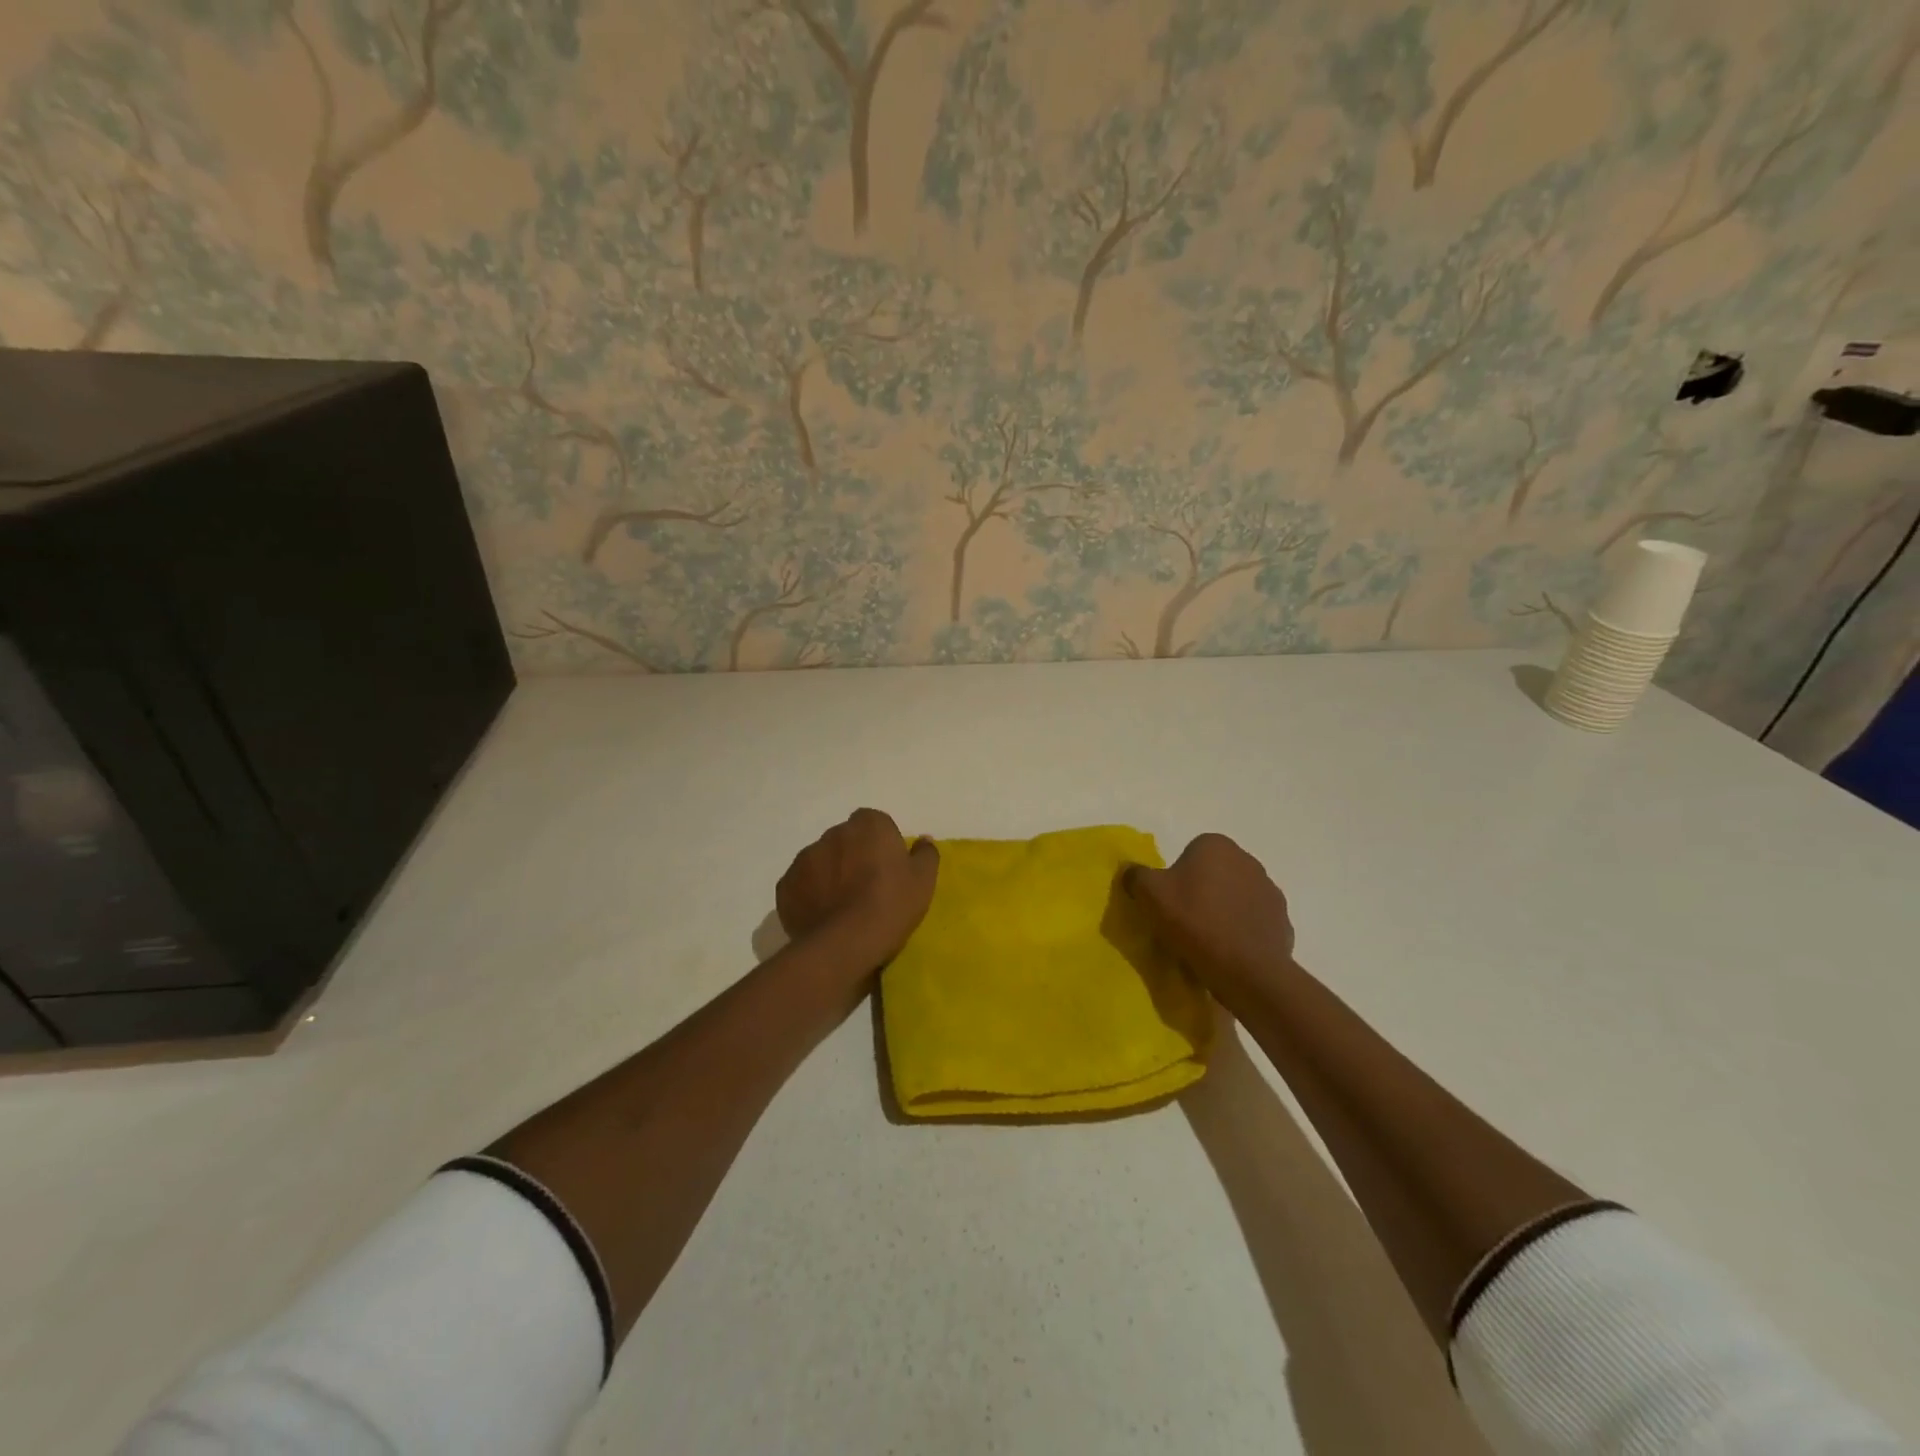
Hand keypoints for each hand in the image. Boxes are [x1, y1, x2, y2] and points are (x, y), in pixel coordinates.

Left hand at [776, 809, 938, 969]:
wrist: (845, 943)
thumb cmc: (891, 904)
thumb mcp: (923, 881)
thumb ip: (925, 854)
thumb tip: (923, 840)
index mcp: (868, 825)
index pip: (874, 823)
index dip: (881, 843)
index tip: (888, 868)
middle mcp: (833, 833)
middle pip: (845, 839)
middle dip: (853, 856)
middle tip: (866, 887)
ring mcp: (804, 858)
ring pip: (821, 861)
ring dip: (830, 874)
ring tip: (842, 906)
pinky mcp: (785, 885)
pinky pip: (801, 884)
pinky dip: (810, 895)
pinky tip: (823, 917)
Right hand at [1123, 833, 1296, 1001]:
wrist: (1244, 969)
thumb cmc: (1193, 921)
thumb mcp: (1148, 894)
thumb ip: (1135, 875)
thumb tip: (1131, 872)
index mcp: (1216, 845)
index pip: (1191, 852)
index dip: (1178, 876)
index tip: (1170, 901)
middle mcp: (1248, 860)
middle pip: (1216, 873)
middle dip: (1203, 891)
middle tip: (1185, 919)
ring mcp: (1270, 892)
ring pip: (1237, 898)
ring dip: (1225, 911)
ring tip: (1207, 940)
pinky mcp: (1283, 922)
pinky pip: (1254, 923)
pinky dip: (1242, 932)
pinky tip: (1229, 952)